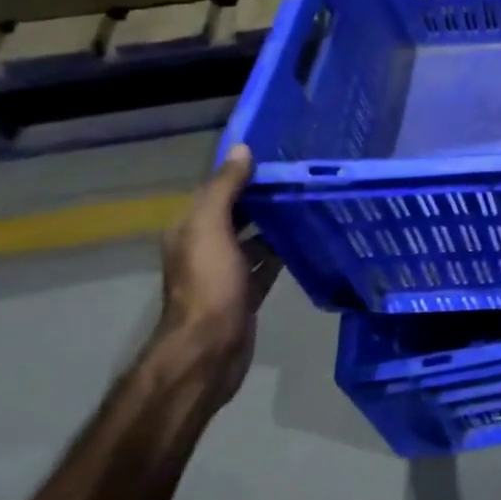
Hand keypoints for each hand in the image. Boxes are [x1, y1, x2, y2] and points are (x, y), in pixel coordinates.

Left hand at [154, 145, 282, 408]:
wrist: (209, 349)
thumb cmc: (209, 285)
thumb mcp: (211, 230)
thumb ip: (224, 189)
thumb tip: (242, 149)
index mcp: (190, 229)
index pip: (216, 189)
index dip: (242, 172)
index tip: (279, 157)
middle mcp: (204, 246)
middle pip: (236, 213)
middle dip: (262, 196)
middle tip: (303, 179)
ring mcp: (225, 272)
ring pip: (253, 238)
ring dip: (275, 224)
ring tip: (310, 205)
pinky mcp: (245, 293)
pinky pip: (266, 264)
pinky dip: (282, 252)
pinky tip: (307, 242)